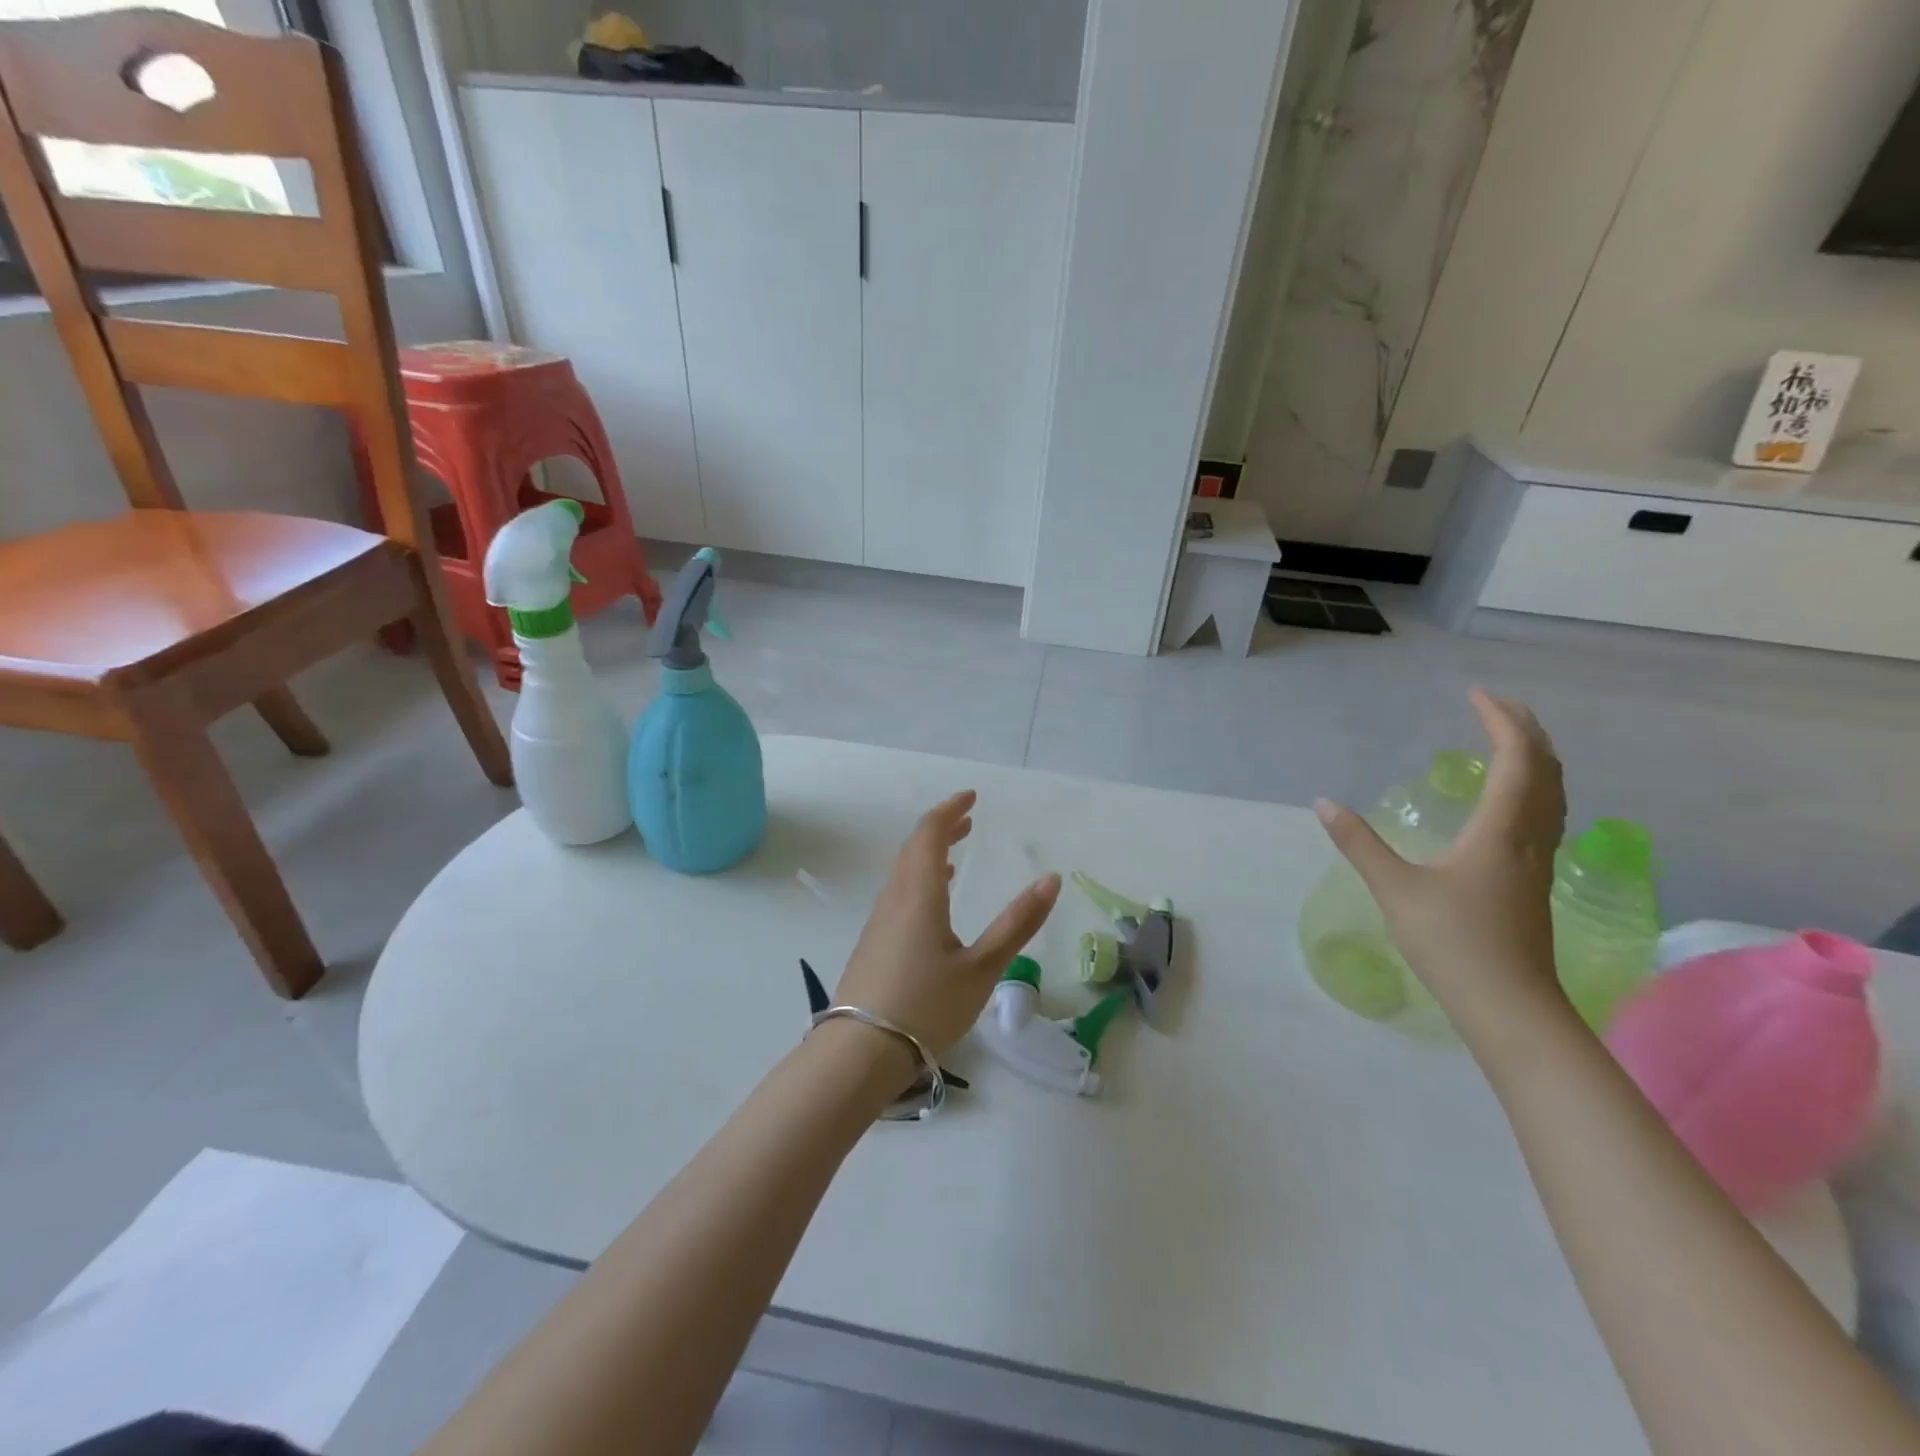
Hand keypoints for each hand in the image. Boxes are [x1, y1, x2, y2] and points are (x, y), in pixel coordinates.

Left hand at [837, 790, 1061, 1056]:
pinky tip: (932, 904)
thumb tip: (1050, 879)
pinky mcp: (873, 944)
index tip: (972, 797)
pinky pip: (898, 895)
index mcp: (919, 895)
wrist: (859, 1054)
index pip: (929, 834)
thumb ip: (1017, 923)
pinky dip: (919, 880)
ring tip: (953, 854)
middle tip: (968, 819)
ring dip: (928, 854)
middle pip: (913, 848)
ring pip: (903, 873)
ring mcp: (879, 922)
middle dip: (941, 828)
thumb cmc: (926, 1007)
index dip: (950, 810)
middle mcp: (894, 899)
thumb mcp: (982, 968)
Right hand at [1314, 689, 1568, 1044]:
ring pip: (1553, 796)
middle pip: (1546, 772)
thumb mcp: (1395, 889)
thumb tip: (1324, 803)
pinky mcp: (1532, 882)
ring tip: (1509, 742)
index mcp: (1501, 832)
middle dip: (1526, 731)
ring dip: (1536, 759)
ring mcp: (1536, 863)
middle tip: (1496, 705)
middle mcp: (1528, 838)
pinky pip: (1544, 816)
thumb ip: (1360, 844)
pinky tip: (1510, 802)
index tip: (1477, 694)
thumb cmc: (1453, 943)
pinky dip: (1533, 789)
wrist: (1509, 1007)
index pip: (1515, 761)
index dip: (1501, 722)